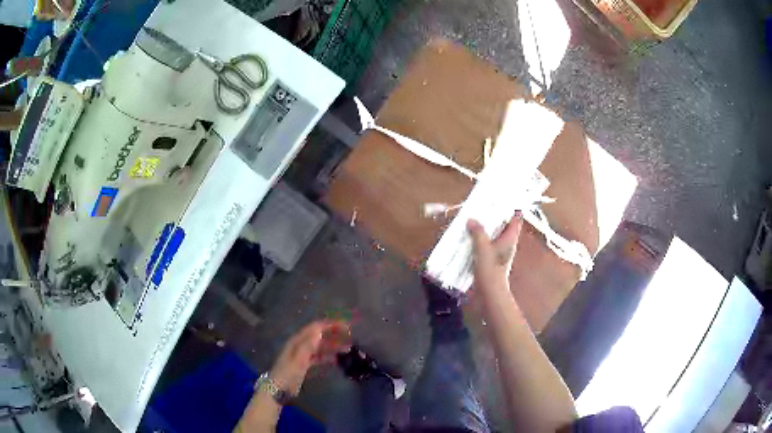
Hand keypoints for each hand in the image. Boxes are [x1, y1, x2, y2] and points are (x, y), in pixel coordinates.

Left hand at [270, 320, 350, 395]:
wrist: (279, 389)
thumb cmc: (288, 373)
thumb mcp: (298, 360)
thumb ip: (308, 345)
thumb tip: (319, 331)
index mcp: (297, 341)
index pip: (315, 328)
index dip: (330, 325)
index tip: (345, 325)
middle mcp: (300, 345)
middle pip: (319, 336)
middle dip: (333, 334)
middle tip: (349, 336)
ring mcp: (303, 355)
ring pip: (320, 347)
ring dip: (333, 346)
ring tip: (347, 348)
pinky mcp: (305, 364)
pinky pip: (319, 357)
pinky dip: (327, 357)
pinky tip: (336, 360)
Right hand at [467, 213, 523, 293]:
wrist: (490, 293)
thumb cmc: (490, 270)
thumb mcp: (483, 248)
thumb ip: (478, 233)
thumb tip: (471, 220)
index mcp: (510, 238)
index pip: (515, 219)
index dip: (510, 208)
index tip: (500, 199)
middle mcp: (507, 243)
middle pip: (503, 225)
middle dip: (494, 216)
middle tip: (481, 206)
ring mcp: (500, 252)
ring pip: (494, 235)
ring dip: (485, 228)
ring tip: (472, 219)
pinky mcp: (492, 260)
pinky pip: (487, 244)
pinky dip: (480, 239)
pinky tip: (468, 238)